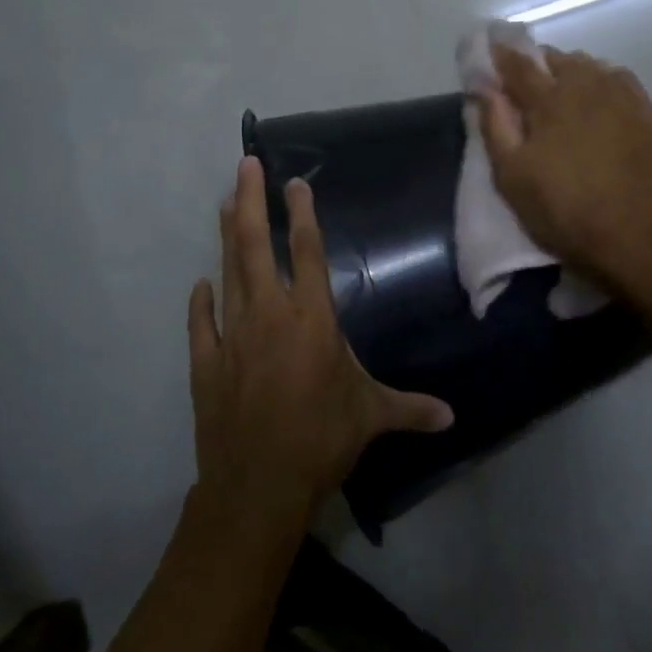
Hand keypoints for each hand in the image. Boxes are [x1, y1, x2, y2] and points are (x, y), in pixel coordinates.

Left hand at [186, 157, 452, 536]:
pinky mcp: (206, 363)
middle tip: (245, 164)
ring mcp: (232, 336)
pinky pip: (201, 323)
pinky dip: (200, 302)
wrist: (257, 486)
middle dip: (250, 201)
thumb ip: (410, 409)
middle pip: (255, 246)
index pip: (307, 252)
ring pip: (228, 272)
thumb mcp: (371, 418)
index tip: (294, 182)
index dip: (302, 214)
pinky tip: (199, 284)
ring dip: (226, 236)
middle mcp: (269, 315)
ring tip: (225, 203)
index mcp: (311, 319)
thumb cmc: (320, 440)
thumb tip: (453, 416)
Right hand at [475, 45, 651, 298]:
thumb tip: (483, 86)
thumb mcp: (512, 177)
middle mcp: (589, 88)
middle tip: (525, 80)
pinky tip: (601, 97)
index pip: (519, 65)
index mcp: (550, 100)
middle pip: (559, 60)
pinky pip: (622, 82)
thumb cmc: (562, 212)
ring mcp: (624, 100)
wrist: (633, 242)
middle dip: (538, 63)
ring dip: (572, 71)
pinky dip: (604, 81)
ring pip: (592, 67)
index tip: (490, 50)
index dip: (501, 56)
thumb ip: (494, 125)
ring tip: (563, 89)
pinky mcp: (649, 117)